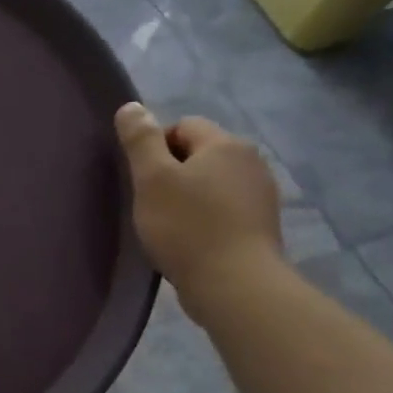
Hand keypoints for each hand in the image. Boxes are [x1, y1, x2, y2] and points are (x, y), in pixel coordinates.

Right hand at [114, 104, 283, 318]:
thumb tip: (131, 107)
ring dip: (189, 196)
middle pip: (200, 153)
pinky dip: (206, 218)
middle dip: (173, 172)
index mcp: (226, 144)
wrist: (235, 285)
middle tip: (150, 203)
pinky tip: (191, 241)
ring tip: (169, 225)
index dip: (155, 147)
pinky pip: (225, 209)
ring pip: (212, 182)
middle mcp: (251, 162)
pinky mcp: (261, 226)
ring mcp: (261, 195)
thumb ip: (140, 140)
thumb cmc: (187, 226)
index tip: (141, 179)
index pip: (183, 125)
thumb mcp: (152, 179)